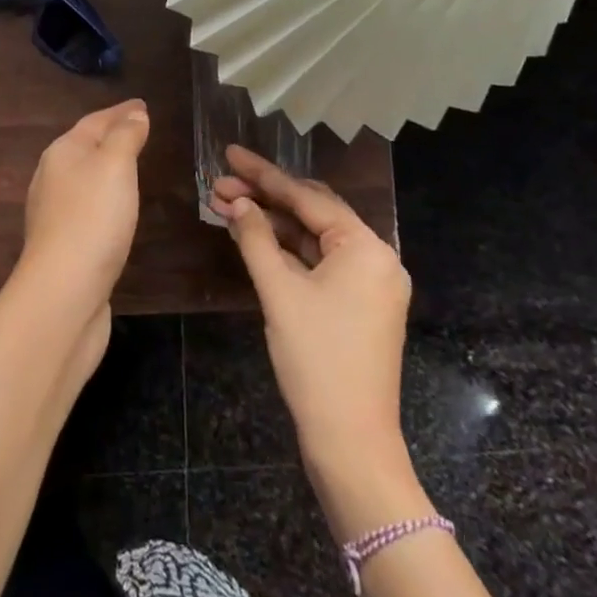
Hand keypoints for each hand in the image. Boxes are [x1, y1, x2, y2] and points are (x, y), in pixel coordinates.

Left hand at [19, 99, 148, 316]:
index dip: (121, 112)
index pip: (95, 121)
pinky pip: (87, 206)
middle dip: (111, 136)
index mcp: (62, 152)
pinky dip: (104, 197)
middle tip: (139, 130)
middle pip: (85, 146)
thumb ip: (125, 136)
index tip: (143, 105)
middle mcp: (52, 177)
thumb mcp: (115, 165)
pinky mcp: (63, 244)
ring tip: (131, 165)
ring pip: (84, 177)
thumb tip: (134, 114)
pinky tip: (115, 209)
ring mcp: (54, 212)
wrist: (64, 292)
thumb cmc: (93, 218)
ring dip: (106, 168)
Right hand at [210, 146, 412, 475]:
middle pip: (312, 212)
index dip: (263, 174)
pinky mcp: (358, 304)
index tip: (229, 153)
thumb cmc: (317, 360)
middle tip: (220, 182)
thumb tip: (235, 201)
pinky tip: (252, 236)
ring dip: (271, 223)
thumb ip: (255, 237)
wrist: (351, 444)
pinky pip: (319, 262)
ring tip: (225, 206)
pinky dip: (286, 250)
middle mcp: (375, 257)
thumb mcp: (279, 292)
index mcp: (366, 248)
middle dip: (264, 196)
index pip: (306, 198)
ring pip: (313, 238)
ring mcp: (369, 283)